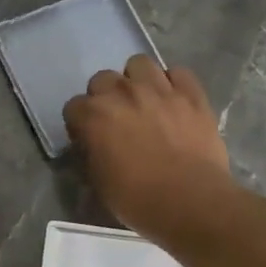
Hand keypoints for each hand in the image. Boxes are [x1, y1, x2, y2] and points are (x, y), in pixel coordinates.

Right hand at [63, 55, 231, 237]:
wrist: (191, 202)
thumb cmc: (138, 200)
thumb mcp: (99, 184)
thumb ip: (91, 155)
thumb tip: (93, 146)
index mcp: (94, 116)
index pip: (74, 107)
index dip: (80, 123)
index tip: (89, 138)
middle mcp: (123, 93)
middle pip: (102, 79)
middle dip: (105, 96)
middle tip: (117, 119)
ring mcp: (159, 89)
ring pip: (139, 64)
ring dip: (137, 80)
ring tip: (145, 101)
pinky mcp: (191, 94)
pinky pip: (178, 73)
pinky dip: (173, 84)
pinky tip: (174, 101)